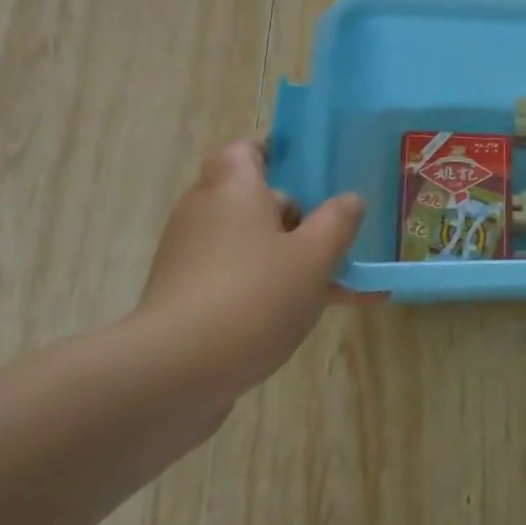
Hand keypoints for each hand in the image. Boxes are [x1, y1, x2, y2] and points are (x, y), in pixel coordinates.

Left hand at [132, 139, 370, 393]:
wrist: (176, 374)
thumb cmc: (254, 296)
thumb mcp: (314, 256)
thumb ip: (338, 222)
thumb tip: (350, 199)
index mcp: (231, 189)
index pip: (246, 150)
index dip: (277, 152)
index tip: (312, 167)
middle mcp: (205, 215)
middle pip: (256, 201)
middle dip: (300, 217)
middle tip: (341, 232)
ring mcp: (194, 260)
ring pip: (255, 247)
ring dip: (296, 259)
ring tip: (349, 283)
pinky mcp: (191, 300)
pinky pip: (244, 281)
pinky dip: (277, 290)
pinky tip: (320, 315)